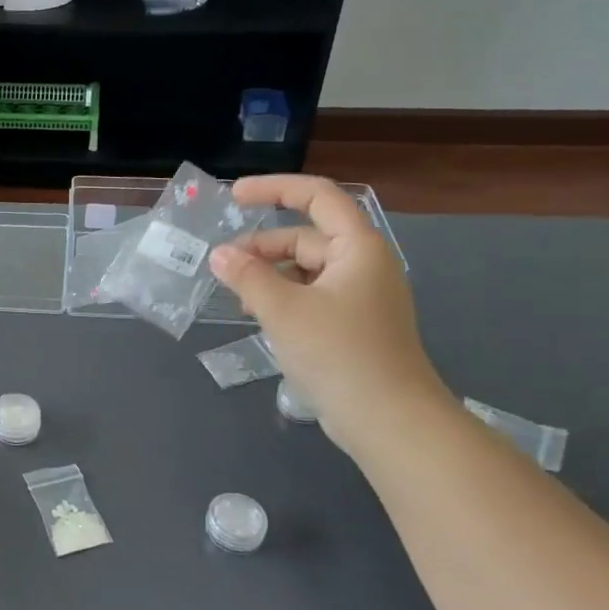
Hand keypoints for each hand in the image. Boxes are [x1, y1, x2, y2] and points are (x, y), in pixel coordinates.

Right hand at [208, 175, 446, 449]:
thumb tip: (219, 255)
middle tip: (222, 267)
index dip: (274, 189)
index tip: (233, 197)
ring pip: (305, 270)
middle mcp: (363, 265)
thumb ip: (247, 276)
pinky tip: (259, 317)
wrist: (389, 421)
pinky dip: (282, 299)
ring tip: (237, 297)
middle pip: (305, 237)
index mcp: (357, 248)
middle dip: (262, 247)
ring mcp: (360, 297)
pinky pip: (311, 296)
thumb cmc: (339, 353)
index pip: (317, 196)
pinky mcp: (352, 326)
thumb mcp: (283, 310)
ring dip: (268, 276)